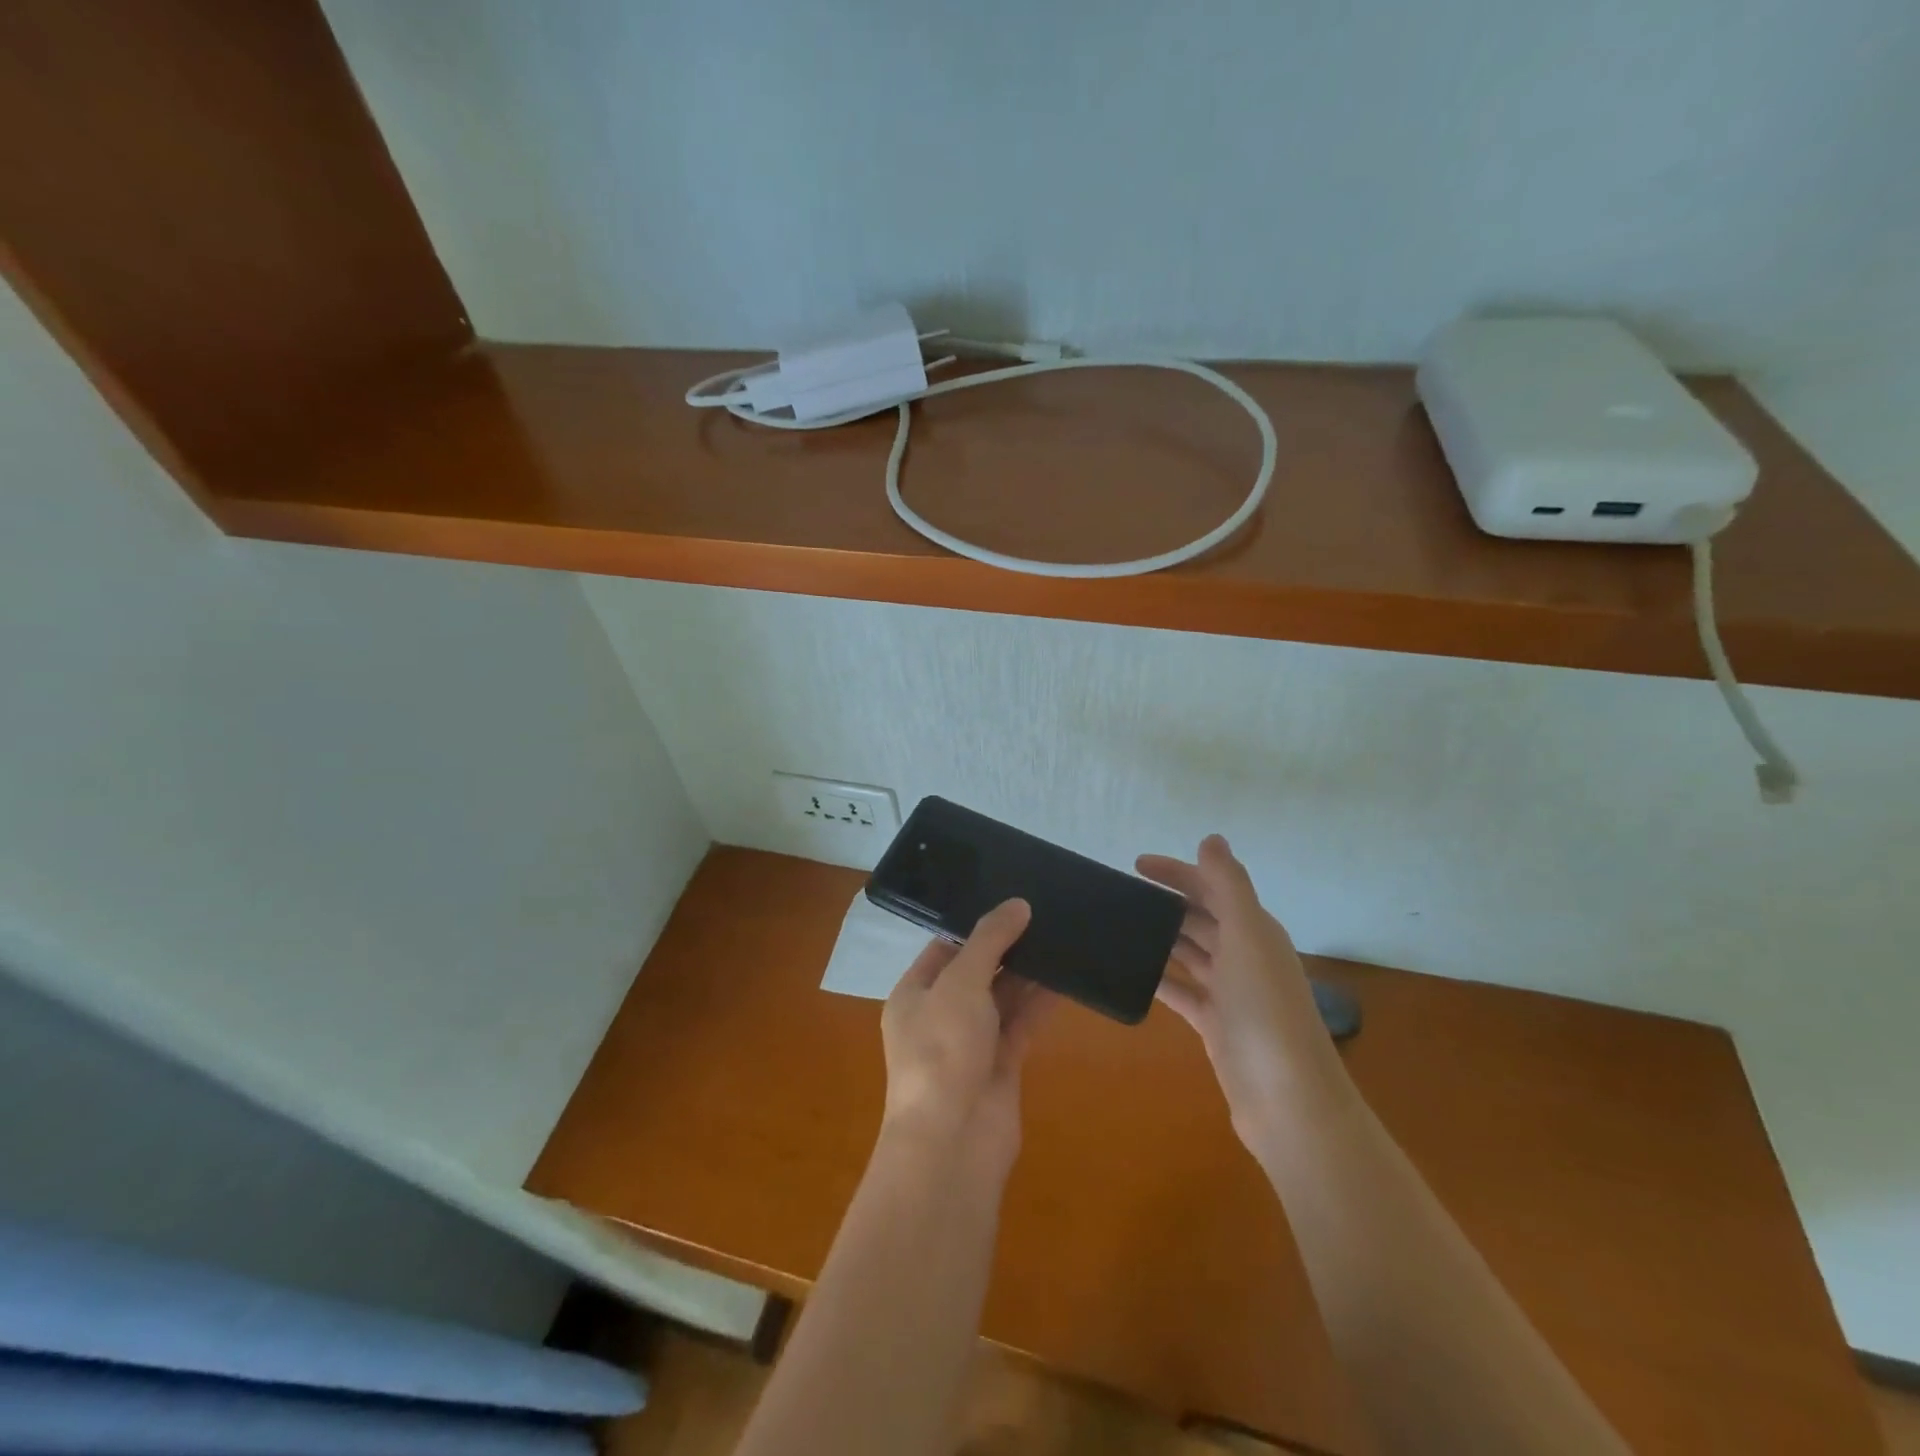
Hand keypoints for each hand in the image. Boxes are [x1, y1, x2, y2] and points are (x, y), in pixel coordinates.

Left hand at [880, 899, 1053, 1177]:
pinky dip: (1040, 1003)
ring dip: (1027, 973)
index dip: (974, 925)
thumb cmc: (942, 1050)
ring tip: (1059, 936)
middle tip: (1043, 912)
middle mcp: (940, 1015)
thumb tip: (1017, 904)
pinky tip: (1066, 978)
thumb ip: (989, 941)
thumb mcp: (960, 983)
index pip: (944, 948)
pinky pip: (1021, 1024)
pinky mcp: (1001, 1065)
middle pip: (976, 971)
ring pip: (1002, 998)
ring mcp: (971, 1042)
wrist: (954, 1141)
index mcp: (914, 994)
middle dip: (1006, 947)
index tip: (1009, 901)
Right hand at [1137, 836, 1350, 1146]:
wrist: (1287, 1099)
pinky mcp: (1215, 1025)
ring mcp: (1230, 993)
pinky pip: (1182, 992)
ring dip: (1161, 938)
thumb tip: (1211, 838)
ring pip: (1190, 953)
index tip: (1135, 865)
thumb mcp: (1248, 936)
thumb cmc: (1265, 1009)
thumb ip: (1228, 885)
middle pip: (1201, 918)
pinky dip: (1160, 979)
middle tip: (1120, 895)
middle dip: (1166, 903)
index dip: (1178, 872)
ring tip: (1119, 927)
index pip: (1212, 888)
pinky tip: (1133, 974)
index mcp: (1255, 930)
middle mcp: (1245, 956)